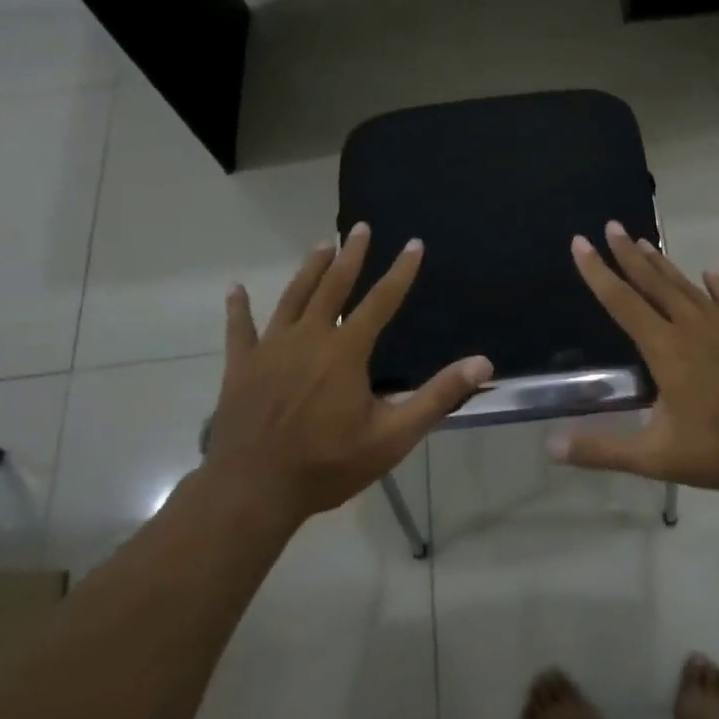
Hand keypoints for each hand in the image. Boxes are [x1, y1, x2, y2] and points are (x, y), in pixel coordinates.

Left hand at [200, 223, 493, 525]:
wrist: (254, 490)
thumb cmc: (328, 464)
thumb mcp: (393, 436)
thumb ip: (437, 396)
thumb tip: (482, 363)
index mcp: (346, 351)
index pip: (381, 301)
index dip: (400, 272)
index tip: (413, 244)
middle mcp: (308, 337)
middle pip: (333, 286)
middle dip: (350, 255)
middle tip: (360, 228)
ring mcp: (270, 349)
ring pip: (293, 297)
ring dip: (309, 269)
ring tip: (322, 244)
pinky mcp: (241, 367)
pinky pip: (240, 329)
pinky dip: (238, 308)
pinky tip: (236, 289)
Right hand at [549, 221, 718, 493]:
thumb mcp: (659, 457)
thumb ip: (604, 450)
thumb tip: (551, 446)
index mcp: (666, 349)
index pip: (622, 302)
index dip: (598, 272)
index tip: (580, 243)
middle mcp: (693, 326)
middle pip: (653, 282)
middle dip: (628, 253)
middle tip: (611, 226)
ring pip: (687, 286)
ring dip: (663, 264)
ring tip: (645, 242)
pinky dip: (715, 286)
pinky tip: (710, 274)